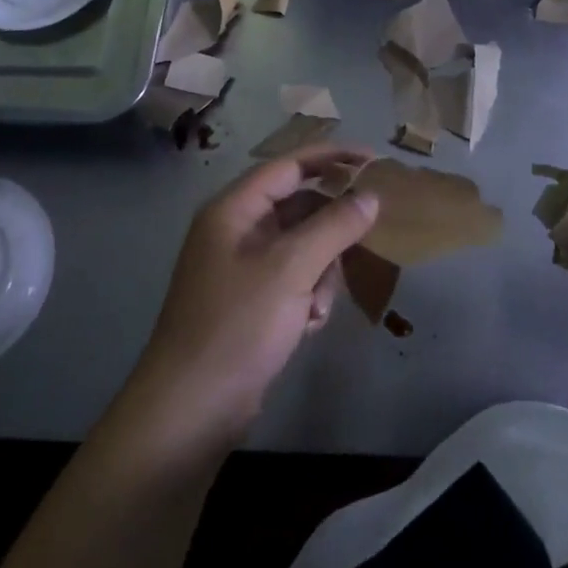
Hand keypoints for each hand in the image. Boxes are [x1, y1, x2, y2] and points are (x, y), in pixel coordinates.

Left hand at [125, 144, 379, 449]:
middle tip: (365, 244)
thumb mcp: (291, 269)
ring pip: (303, 248)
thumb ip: (334, 226)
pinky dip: (308, 297)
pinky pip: (294, 280)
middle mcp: (236, 231)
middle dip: (331, 232)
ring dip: (321, 273)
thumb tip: (370, 196)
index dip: (333, 158)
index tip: (376, 162)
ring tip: (317, 307)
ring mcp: (242, 268)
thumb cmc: (238, 326)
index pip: (289, 166)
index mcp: (234, 210)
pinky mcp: (251, 302)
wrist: (191, 409)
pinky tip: (307, 325)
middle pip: (299, 208)